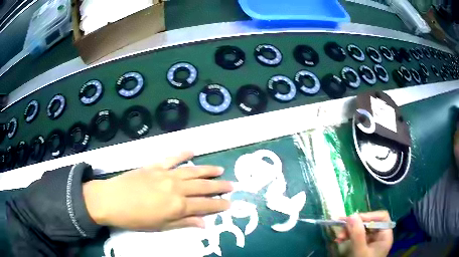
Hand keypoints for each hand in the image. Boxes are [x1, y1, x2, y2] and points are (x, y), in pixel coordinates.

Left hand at [83, 151, 232, 230]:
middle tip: (232, 185)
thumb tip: (204, 223)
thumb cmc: (135, 218)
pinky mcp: (155, 165)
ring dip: (207, 170)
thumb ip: (184, 222)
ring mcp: (165, 174)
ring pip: (192, 171)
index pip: (205, 205)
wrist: (111, 200)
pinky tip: (193, 150)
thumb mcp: (160, 226)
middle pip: (202, 186)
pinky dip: (183, 153)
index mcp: (178, 206)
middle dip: (219, 187)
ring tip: (220, 170)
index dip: (219, 204)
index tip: (230, 203)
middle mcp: (176, 188)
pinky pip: (172, 158)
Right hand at [336, 211, 393, 256]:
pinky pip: (357, 236)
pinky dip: (349, 236)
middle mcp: (380, 236)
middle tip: (341, 229)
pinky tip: (340, 239)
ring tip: (338, 237)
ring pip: (362, 229)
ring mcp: (372, 241)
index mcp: (385, 235)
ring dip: (349, 231)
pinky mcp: (364, 245)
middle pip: (370, 223)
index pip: (381, 217)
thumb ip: (357, 235)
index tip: (353, 219)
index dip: (369, 216)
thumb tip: (351, 215)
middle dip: (355, 225)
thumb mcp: (360, 252)